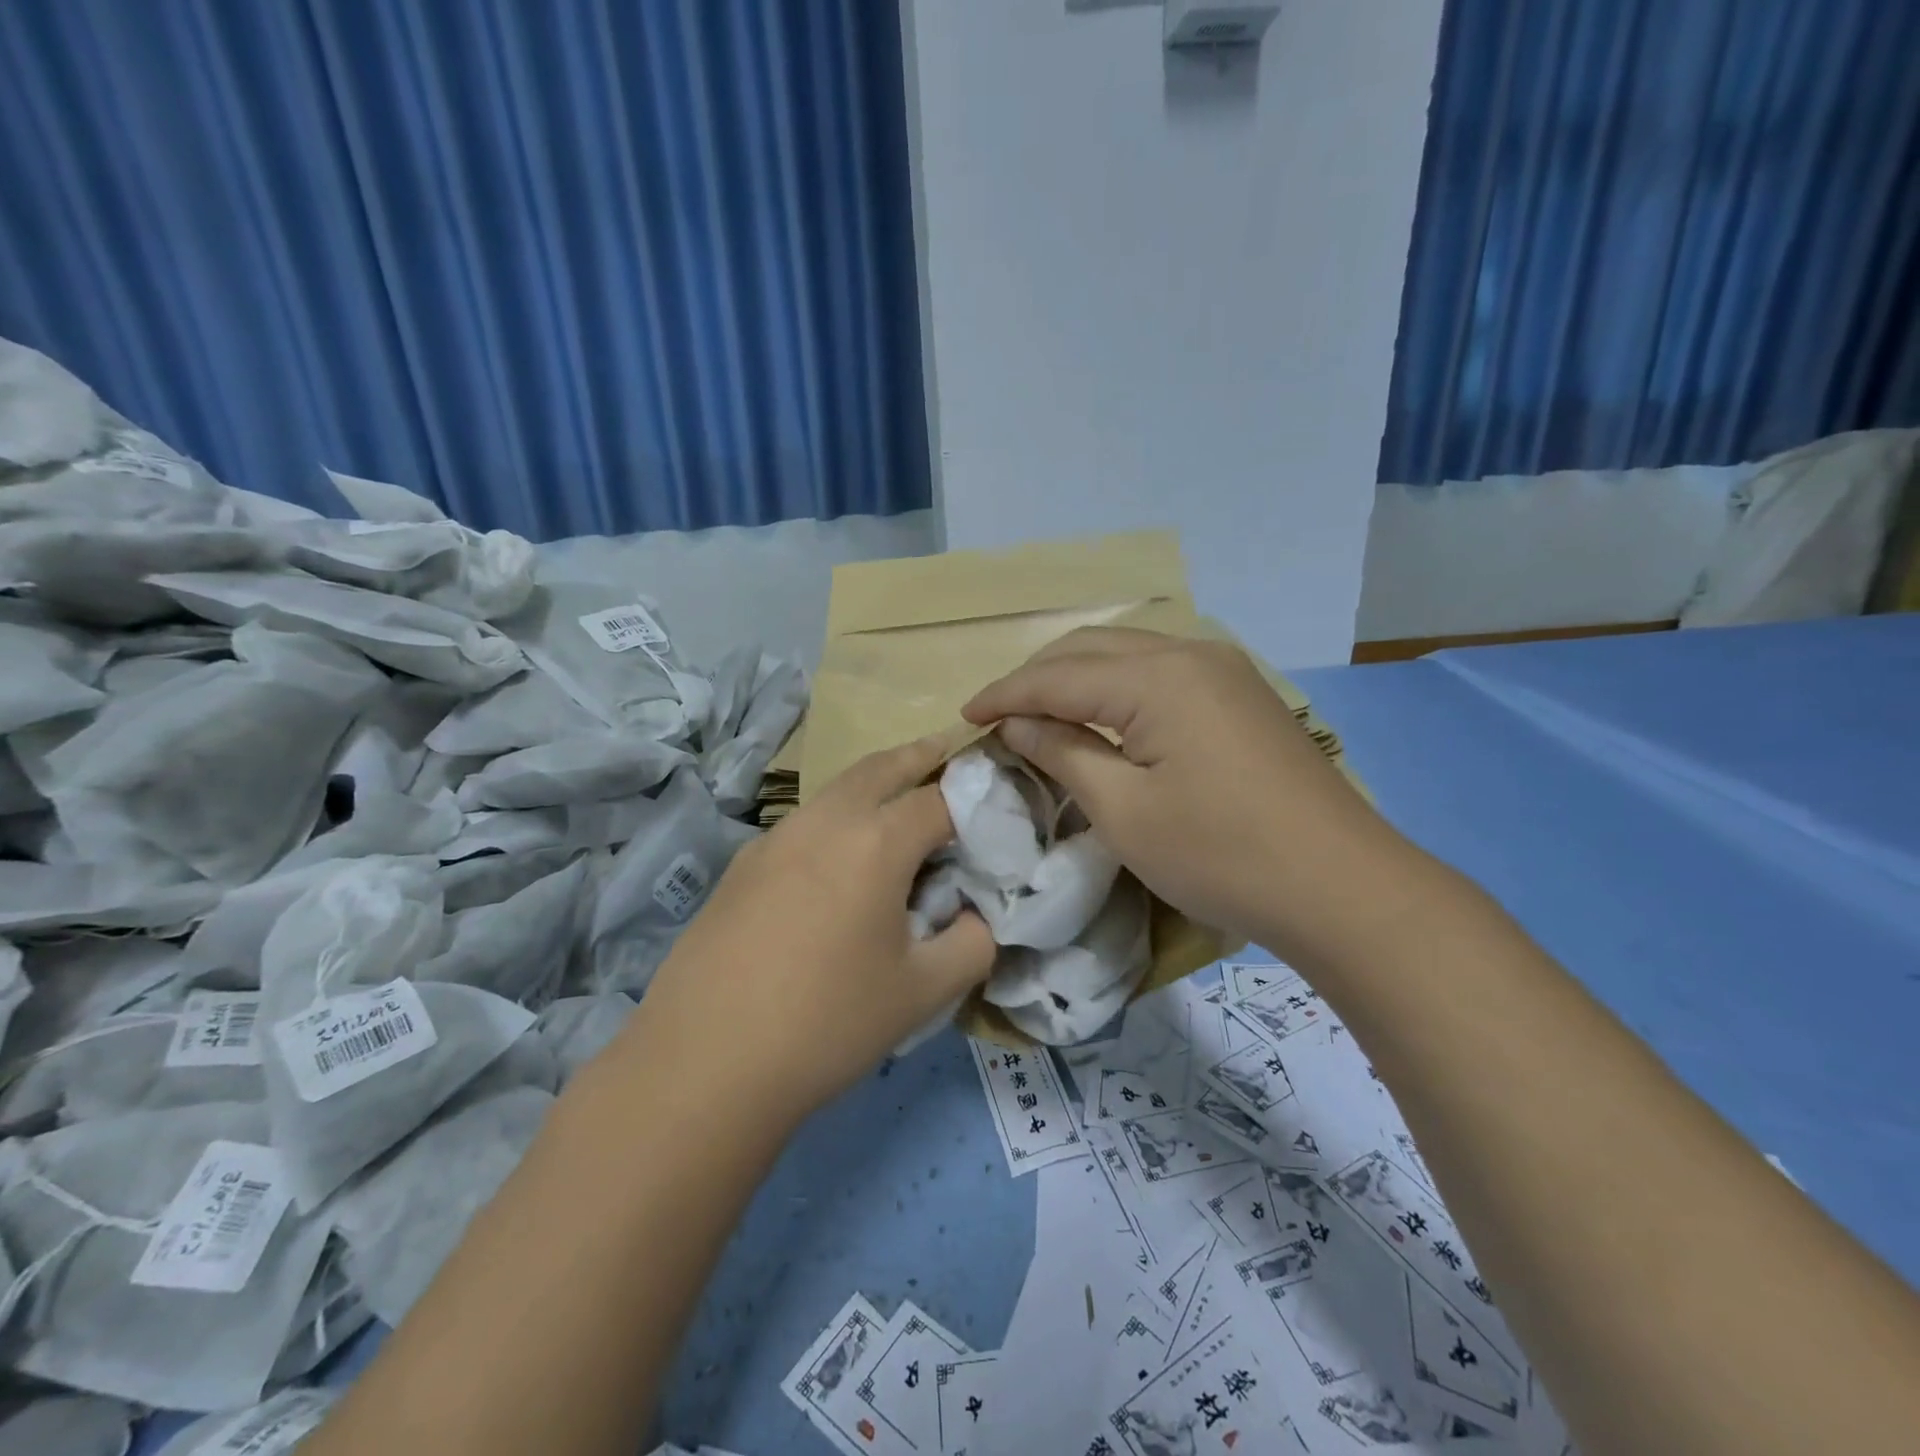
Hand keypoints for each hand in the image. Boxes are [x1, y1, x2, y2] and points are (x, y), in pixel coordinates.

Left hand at [629, 736, 995, 1125]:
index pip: (941, 801)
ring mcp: (775, 838)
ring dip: (874, 782)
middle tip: (946, 749)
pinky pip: (804, 822)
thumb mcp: (923, 993)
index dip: (975, 801)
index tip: (994, 811)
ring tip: (898, 799)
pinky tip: (838, 859)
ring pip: (836, 789)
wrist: (702, 1064)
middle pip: (881, 767)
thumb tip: (979, 916)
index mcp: (875, 842)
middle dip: (919, 755)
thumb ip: (973, 944)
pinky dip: (836, 816)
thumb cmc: (827, 1024)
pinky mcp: (743, 864)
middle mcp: (824, 821)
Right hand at [963, 628, 1404, 956]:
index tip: (964, 717)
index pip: (1058, 676)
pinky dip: (1115, 686)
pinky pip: (1159, 671)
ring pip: (1127, 654)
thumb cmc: (1221, 855)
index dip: (1005, 695)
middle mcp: (1189, 654)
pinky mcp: (1239, 694)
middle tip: (998, 715)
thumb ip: (1064, 753)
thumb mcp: (1124, 811)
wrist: (1340, 886)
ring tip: (1039, 711)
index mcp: (1156, 678)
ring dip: (1076, 676)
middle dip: (1037, 677)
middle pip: (1091, 648)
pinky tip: (1101, 714)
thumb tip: (1017, 724)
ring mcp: (1222, 670)